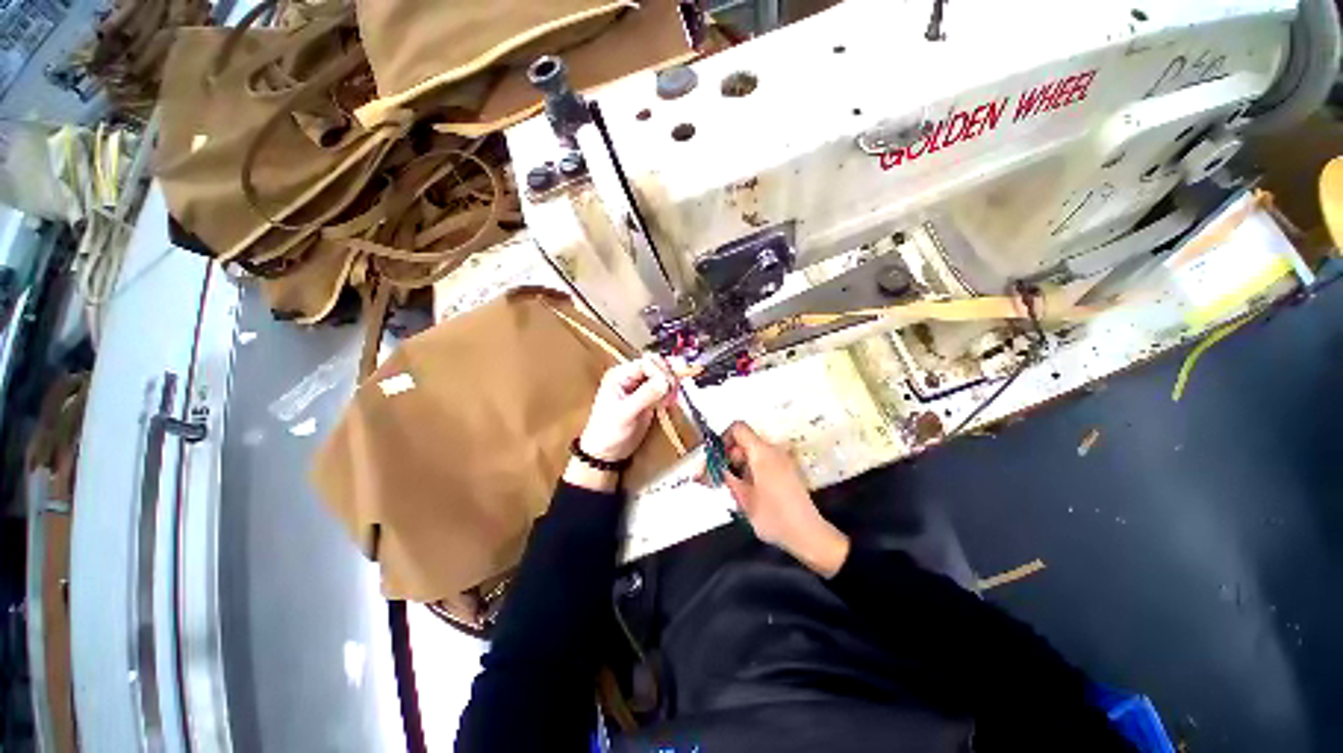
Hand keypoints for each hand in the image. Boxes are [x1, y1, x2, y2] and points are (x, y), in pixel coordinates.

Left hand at [565, 354, 678, 491]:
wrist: (606, 452)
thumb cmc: (608, 432)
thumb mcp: (625, 413)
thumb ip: (645, 395)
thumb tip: (666, 381)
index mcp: (620, 374)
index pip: (647, 362)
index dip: (660, 372)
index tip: (667, 387)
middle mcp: (630, 376)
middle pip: (657, 365)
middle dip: (667, 377)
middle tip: (671, 394)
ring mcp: (640, 386)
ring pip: (663, 374)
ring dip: (671, 384)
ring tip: (670, 400)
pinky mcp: (648, 397)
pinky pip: (664, 387)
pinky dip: (670, 393)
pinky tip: (669, 403)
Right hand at [721, 421, 849, 577]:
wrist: (808, 534)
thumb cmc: (774, 517)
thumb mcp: (743, 499)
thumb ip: (727, 478)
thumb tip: (716, 467)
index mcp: (762, 452)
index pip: (738, 428)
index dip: (724, 439)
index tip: (718, 459)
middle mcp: (773, 450)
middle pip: (745, 441)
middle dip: (731, 457)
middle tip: (724, 479)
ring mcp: (783, 460)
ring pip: (754, 453)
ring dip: (741, 466)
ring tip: (737, 490)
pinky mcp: (787, 470)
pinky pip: (764, 461)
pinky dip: (753, 471)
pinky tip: (751, 492)